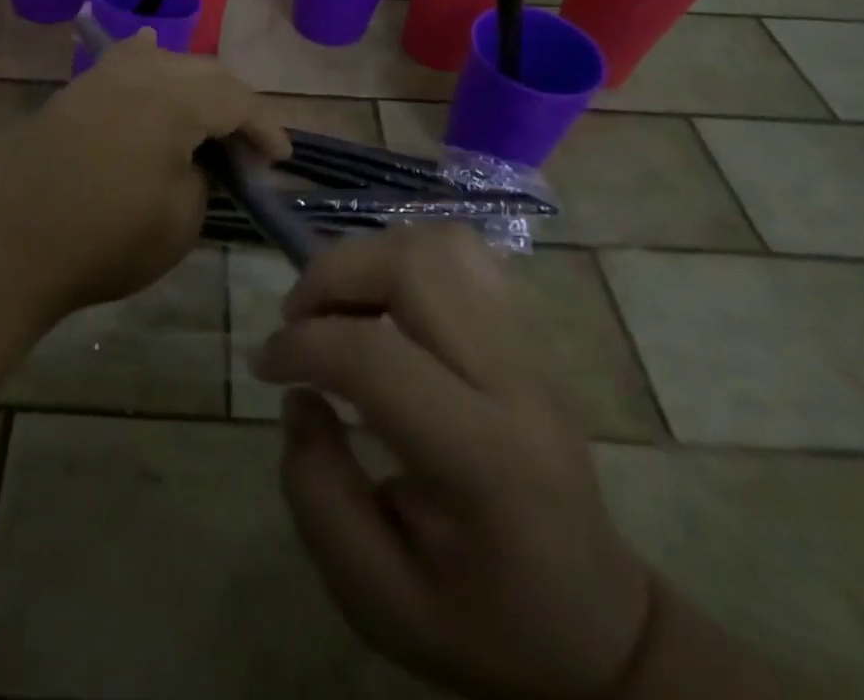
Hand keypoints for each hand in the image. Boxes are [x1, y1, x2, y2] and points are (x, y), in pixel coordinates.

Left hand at [0, 29, 290, 313]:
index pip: (236, 100)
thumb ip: (204, 177)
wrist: (13, 246)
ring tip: (206, 114)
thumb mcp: (180, 221)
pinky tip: (150, 50)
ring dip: (194, 83)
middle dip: (234, 104)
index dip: (265, 127)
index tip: (280, 158)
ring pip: (163, 59)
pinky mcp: (74, 92)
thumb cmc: (106, 241)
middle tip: (246, 145)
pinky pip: (121, 60)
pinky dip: (147, 59)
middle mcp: (139, 74)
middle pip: (204, 72)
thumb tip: (199, 160)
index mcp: (173, 102)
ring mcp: (100, 78)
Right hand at [252, 223, 651, 699]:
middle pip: (414, 266)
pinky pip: (463, 253)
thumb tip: (299, 395)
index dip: (300, 345)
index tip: (266, 364)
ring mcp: (532, 344)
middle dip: (332, 274)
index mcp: (486, 460)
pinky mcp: (532, 329)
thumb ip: (316, 493)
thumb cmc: (483, 621)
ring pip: (441, 243)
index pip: (375, 358)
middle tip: (298, 317)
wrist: (598, 621)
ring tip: (340, 304)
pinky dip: (406, 257)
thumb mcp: (378, 599)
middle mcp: (516, 381)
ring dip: (370, 257)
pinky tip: (385, 302)